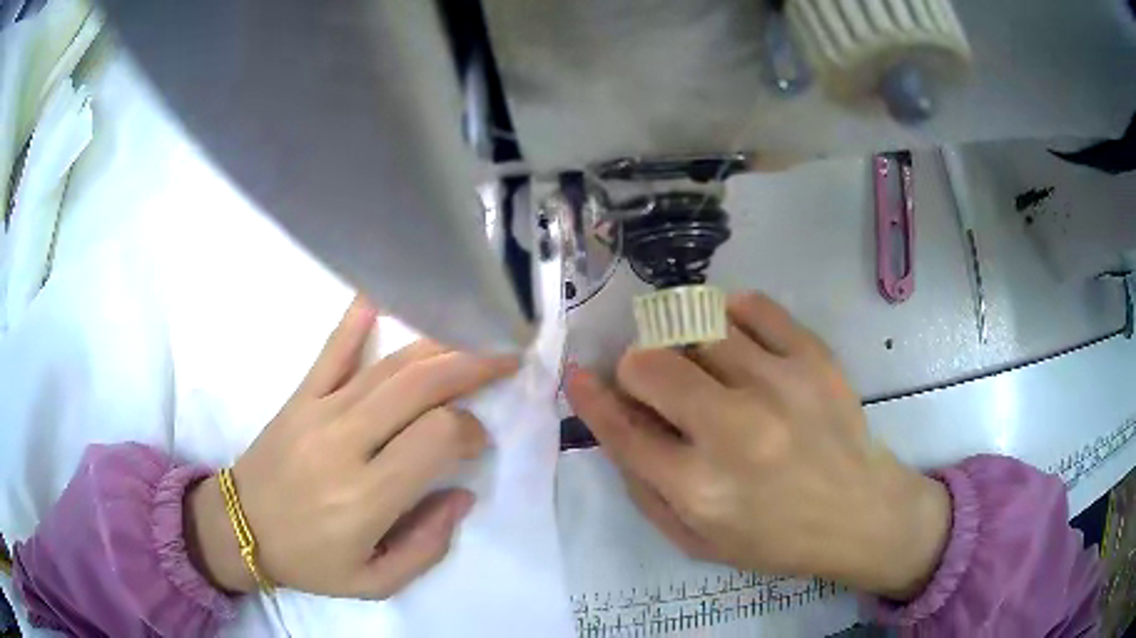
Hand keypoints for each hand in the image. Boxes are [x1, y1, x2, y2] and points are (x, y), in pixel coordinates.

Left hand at [186, 296, 516, 597]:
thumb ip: (426, 546)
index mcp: (366, 496)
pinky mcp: (299, 397)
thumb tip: (462, 495)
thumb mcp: (374, 582)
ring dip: (437, 345)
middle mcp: (344, 444)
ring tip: (474, 333)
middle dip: (470, 365)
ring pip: (387, 366)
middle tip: (506, 355)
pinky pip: (331, 351)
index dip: (468, 430)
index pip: (435, 437)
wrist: (240, 528)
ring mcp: (318, 412)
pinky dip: (355, 319)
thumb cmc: (309, 561)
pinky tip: (380, 293)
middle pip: (417, 386)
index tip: (478, 440)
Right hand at [565, 292, 950, 600]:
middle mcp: (736, 431)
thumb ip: (643, 484)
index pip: (622, 428)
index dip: (592, 396)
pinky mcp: (813, 356)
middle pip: (653, 365)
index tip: (579, 374)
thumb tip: (613, 419)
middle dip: (637, 367)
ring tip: (700, 362)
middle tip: (652, 380)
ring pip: (699, 327)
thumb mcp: (695, 538)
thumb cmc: (773, 537)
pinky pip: (753, 306)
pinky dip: (730, 314)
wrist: (859, 512)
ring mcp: (780, 385)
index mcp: (700, 488)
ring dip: (684, 343)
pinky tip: (733, 337)